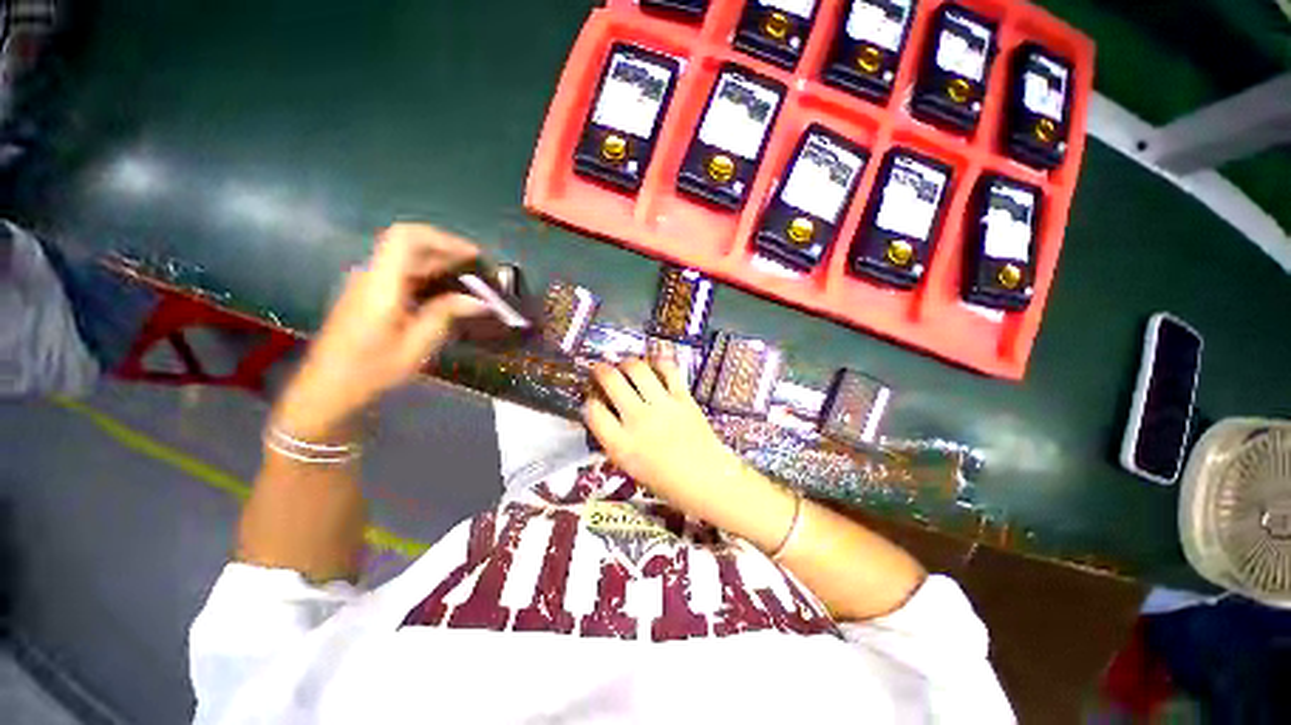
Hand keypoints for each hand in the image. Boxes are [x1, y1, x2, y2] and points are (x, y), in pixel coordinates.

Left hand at [274, 224, 490, 439]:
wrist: (327, 386)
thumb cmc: (372, 369)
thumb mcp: (416, 345)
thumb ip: (445, 314)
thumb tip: (478, 300)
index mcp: (381, 285)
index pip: (406, 237)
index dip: (443, 239)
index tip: (472, 255)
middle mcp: (370, 275)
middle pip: (409, 244)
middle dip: (448, 252)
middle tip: (479, 272)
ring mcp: (366, 283)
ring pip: (406, 259)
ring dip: (439, 264)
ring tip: (469, 284)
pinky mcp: (367, 293)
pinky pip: (401, 273)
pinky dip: (427, 276)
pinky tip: (445, 294)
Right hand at [583, 357, 746, 515]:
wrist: (708, 481)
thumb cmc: (667, 482)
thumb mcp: (630, 467)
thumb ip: (615, 440)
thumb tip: (606, 414)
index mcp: (621, 445)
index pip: (593, 411)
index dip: (589, 401)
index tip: (593, 399)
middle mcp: (638, 420)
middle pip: (611, 381)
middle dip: (600, 370)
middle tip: (599, 369)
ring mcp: (662, 406)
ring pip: (637, 369)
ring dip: (627, 363)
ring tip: (626, 366)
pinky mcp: (683, 398)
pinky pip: (668, 370)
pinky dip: (658, 364)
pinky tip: (654, 367)